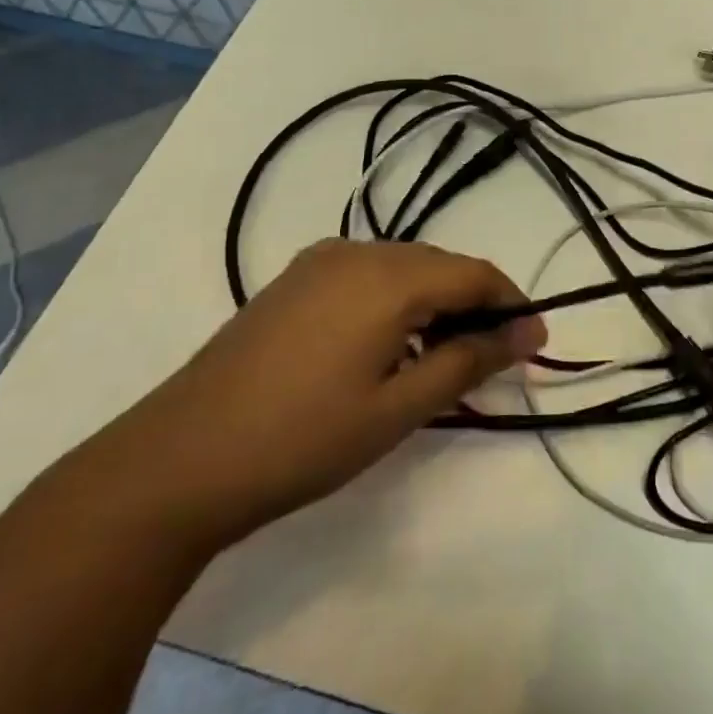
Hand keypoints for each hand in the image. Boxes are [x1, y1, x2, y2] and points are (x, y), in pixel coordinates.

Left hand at [84, 239, 544, 554]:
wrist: (176, 462)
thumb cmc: (302, 440)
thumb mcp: (400, 408)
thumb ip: (469, 361)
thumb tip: (529, 333)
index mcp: (389, 277)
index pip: (476, 274)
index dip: (513, 306)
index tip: (535, 346)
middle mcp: (357, 252)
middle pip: (441, 266)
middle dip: (476, 306)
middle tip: (491, 360)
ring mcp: (319, 262)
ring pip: (405, 269)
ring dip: (436, 304)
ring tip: (442, 358)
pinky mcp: (294, 281)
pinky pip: (368, 277)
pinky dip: (396, 303)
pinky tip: (388, 347)